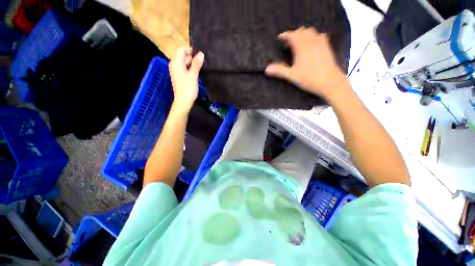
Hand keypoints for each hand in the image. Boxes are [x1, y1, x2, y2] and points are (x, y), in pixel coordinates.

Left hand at [169, 46, 204, 110]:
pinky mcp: (179, 76)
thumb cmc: (188, 88)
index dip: (190, 50)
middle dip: (192, 56)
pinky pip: (184, 68)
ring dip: (192, 63)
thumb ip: (196, 64)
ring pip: (184, 62)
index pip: (181, 50)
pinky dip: (190, 68)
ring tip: (201, 66)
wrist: (183, 101)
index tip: (200, 54)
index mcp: (176, 63)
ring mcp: (176, 71)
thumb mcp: (193, 75)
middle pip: (182, 56)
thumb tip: (201, 53)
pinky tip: (196, 72)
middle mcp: (174, 65)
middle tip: (202, 61)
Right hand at [265, 27, 347, 99]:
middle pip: (302, 31)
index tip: (280, 38)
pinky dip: (313, 36)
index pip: (292, 35)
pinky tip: (311, 44)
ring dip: (303, 34)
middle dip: (294, 34)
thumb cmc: (309, 79)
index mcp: (302, 47)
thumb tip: (267, 69)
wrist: (330, 82)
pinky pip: (320, 36)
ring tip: (299, 42)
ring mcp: (321, 43)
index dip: (285, 35)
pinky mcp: (327, 47)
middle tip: (288, 43)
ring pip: (311, 32)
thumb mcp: (292, 76)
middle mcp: (312, 41)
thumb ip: (279, 71)